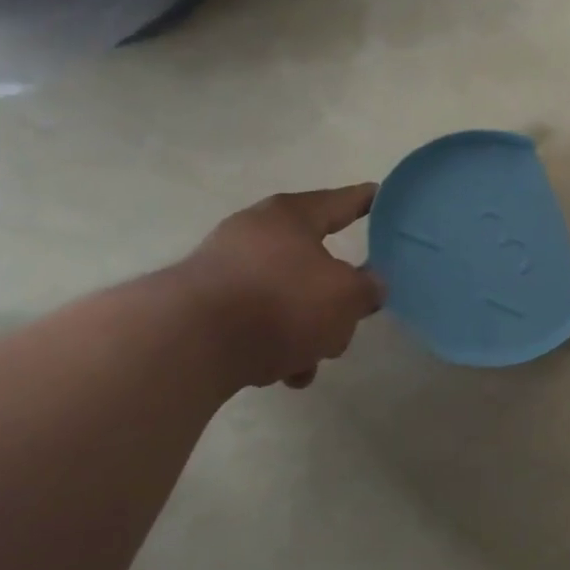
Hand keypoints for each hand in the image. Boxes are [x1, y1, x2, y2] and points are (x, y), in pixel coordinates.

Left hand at [176, 185, 385, 389]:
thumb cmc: (281, 303)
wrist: (188, 344)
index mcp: (291, 217)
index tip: (381, 196)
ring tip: (312, 361)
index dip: (366, 201)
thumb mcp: (347, 296)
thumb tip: (370, 285)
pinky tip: (283, 373)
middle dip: (335, 296)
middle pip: (313, 261)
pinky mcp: (203, 307)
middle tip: (350, 318)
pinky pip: (256, 321)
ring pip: (286, 297)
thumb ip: (368, 288)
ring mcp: (224, 269)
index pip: (341, 201)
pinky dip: (275, 343)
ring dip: (306, 329)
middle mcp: (254, 233)